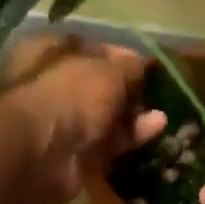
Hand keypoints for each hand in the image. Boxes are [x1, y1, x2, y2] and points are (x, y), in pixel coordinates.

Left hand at [3, 35, 168, 203]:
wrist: (42, 153)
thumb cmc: (69, 95)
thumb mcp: (107, 71)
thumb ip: (127, 66)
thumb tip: (138, 64)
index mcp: (48, 52)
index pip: (88, 49)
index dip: (116, 56)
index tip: (143, 64)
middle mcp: (50, 86)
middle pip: (95, 87)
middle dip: (126, 90)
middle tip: (155, 93)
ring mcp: (60, 123)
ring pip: (102, 117)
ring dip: (131, 116)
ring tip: (162, 115)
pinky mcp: (72, 155)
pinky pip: (105, 143)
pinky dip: (128, 137)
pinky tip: (155, 130)